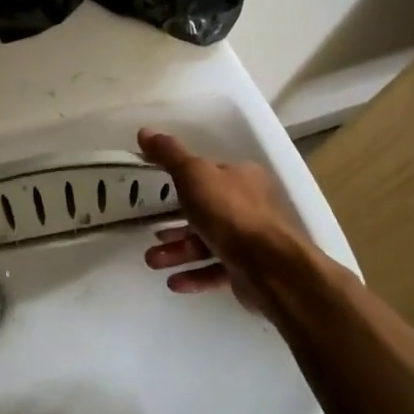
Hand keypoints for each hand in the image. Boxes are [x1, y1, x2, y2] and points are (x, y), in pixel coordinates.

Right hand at [138, 129, 304, 309]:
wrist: (269, 266)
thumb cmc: (229, 212)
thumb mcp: (193, 174)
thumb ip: (169, 155)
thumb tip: (145, 131)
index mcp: (242, 178)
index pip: (209, 176)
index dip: (183, 183)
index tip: (158, 195)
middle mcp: (250, 206)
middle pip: (205, 212)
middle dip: (174, 226)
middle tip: (152, 236)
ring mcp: (251, 240)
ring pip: (207, 243)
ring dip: (178, 252)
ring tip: (153, 262)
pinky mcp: (249, 270)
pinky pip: (216, 270)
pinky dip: (194, 274)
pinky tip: (173, 283)